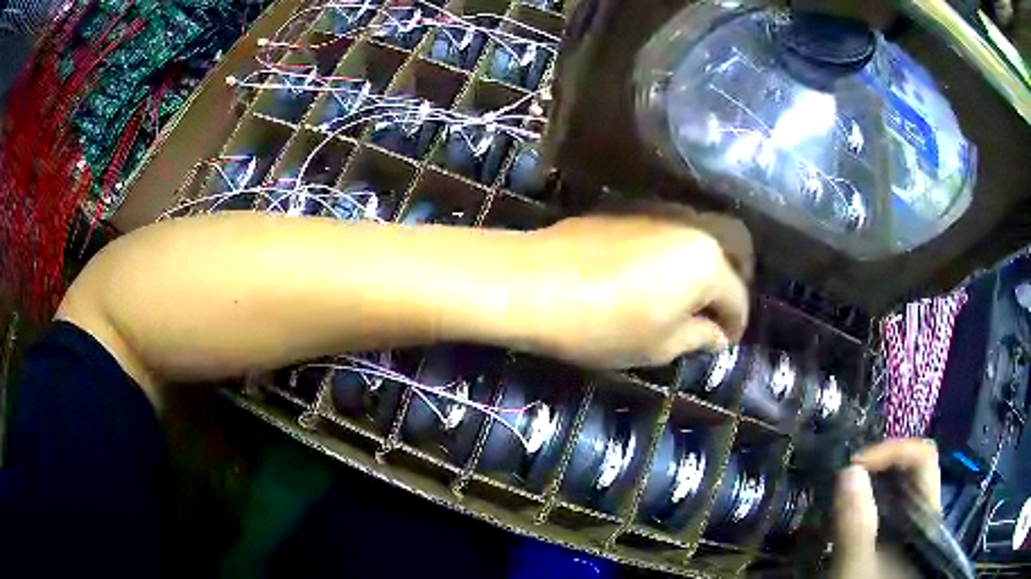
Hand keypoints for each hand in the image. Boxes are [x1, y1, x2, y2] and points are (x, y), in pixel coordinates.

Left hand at [524, 210, 751, 368]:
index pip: (738, 297)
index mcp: (708, 262)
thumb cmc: (603, 324)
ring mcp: (659, 212)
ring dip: (704, 266)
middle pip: (731, 251)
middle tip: (716, 313)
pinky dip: (676, 253)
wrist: (533, 282)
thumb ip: (697, 337)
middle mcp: (692, 226)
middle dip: (731, 283)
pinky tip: (658, 273)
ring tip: (687, 296)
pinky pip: (669, 231)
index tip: (725, 343)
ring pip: (699, 238)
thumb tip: (717, 335)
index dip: (735, 326)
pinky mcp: (628, 209)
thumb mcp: (658, 346)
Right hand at [832, 439, 940, 578]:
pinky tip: (842, 517)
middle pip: (910, 469)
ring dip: (868, 484)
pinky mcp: (894, 539)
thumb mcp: (855, 570)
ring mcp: (909, 527)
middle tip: (842, 478)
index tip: (853, 467)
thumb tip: (848, 470)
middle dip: (876, 466)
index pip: (923, 458)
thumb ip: (855, 525)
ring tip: (838, 496)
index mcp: (926, 517)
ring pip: (896, 487)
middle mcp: (923, 515)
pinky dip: (864, 503)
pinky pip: (884, 507)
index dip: (892, 452)